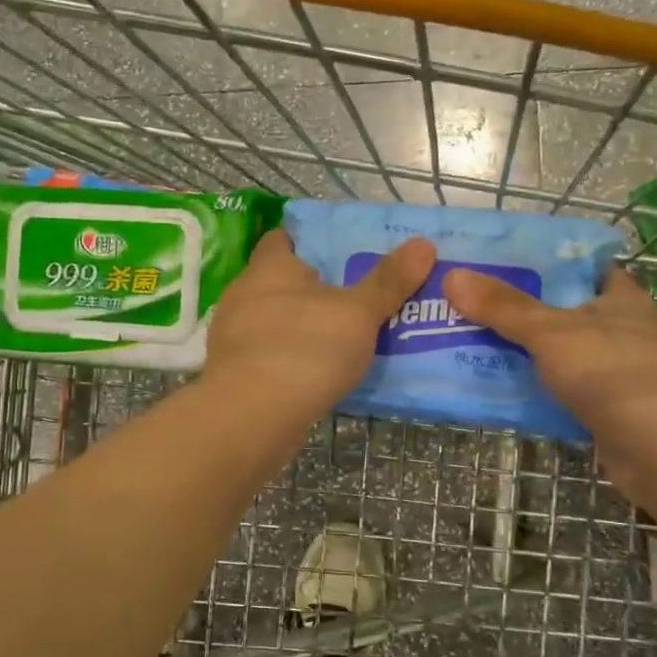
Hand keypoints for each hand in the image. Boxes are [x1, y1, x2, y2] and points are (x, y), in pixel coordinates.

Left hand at [205, 231, 435, 415]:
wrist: (251, 417)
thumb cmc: (305, 348)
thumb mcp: (357, 313)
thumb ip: (388, 281)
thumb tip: (423, 243)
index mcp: (269, 267)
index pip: (282, 239)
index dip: (308, 242)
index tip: (339, 252)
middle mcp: (244, 294)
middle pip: (279, 281)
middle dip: (311, 288)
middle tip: (353, 297)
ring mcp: (234, 336)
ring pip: (273, 320)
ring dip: (300, 326)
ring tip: (340, 338)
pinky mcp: (233, 373)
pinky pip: (267, 355)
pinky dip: (289, 359)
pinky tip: (315, 374)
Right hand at [443, 265, 656, 493]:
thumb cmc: (612, 373)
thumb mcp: (550, 332)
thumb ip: (503, 307)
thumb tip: (453, 275)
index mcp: (623, 300)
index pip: (587, 269)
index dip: (550, 264)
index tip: (507, 265)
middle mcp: (629, 332)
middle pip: (571, 313)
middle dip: (528, 312)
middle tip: (478, 307)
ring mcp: (625, 375)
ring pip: (568, 355)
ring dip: (533, 355)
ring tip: (480, 347)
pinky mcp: (617, 412)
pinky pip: (570, 392)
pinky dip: (543, 391)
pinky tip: (508, 392)